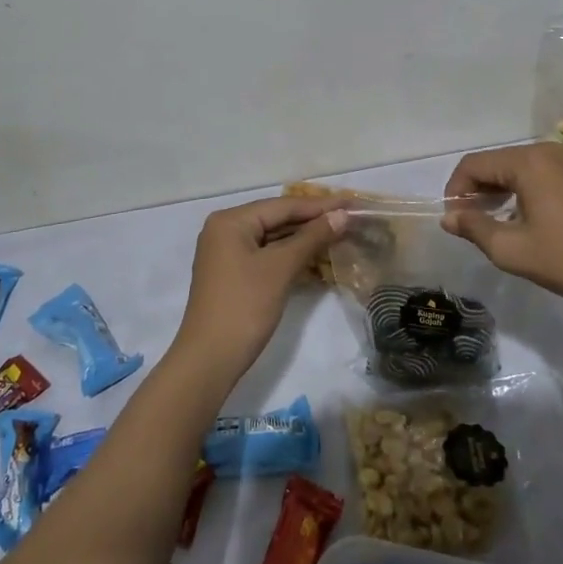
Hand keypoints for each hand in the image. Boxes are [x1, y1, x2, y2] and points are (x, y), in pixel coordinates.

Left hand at [175, 196, 348, 374]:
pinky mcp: (234, 274)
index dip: (320, 205)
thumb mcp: (280, 268)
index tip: (352, 202)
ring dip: (305, 239)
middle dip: (313, 220)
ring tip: (341, 233)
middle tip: (350, 217)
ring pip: (273, 238)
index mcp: (231, 221)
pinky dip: (291, 255)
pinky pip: (267, 255)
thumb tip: (341, 215)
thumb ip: (312, 238)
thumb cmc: (244, 306)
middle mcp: (226, 230)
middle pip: (277, 219)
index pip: (283, 205)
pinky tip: (318, 257)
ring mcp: (228, 253)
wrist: (210, 360)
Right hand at [442, 143, 562, 311]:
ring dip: (505, 189)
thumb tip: (449, 217)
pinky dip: (533, 191)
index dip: (455, 188)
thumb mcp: (512, 250)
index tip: (454, 218)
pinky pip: (551, 175)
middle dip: (479, 188)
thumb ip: (474, 228)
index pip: (475, 164)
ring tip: (500, 220)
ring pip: (526, 168)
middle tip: (473, 221)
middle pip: (500, 162)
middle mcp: (551, 152)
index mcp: (529, 162)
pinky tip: (538, 221)